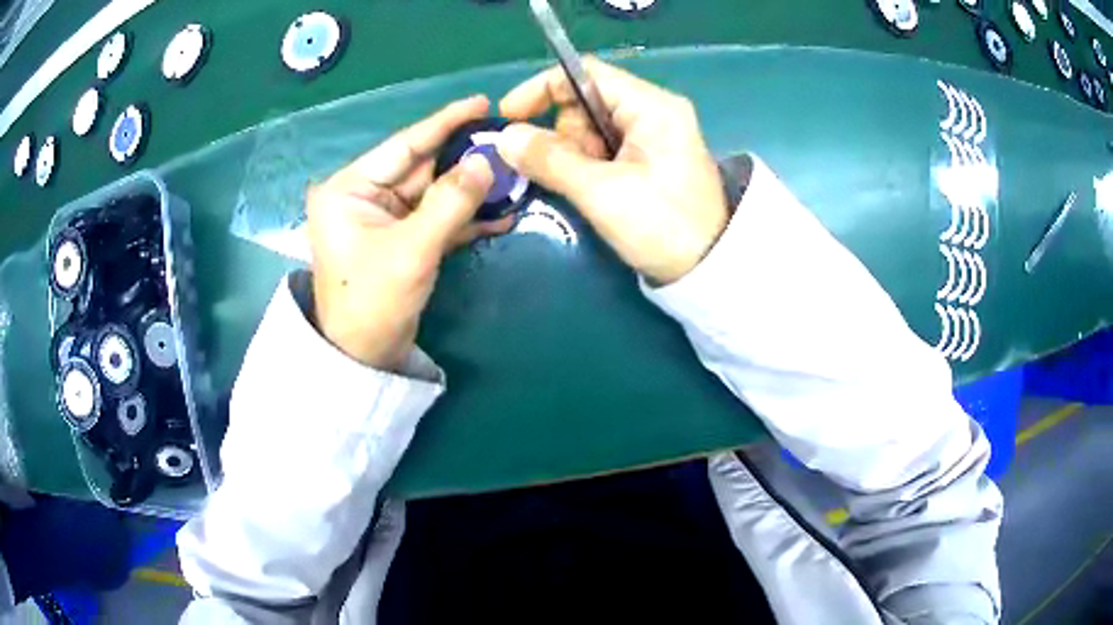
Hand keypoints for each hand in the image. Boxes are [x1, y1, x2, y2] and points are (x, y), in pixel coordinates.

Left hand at [307, 95, 512, 370]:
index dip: (444, 122)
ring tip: (513, 176)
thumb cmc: (372, 302)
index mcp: (350, 188)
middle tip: (507, 143)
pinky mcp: (401, 238)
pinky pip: (436, 217)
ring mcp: (384, 217)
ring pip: (434, 192)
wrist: (363, 358)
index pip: (404, 145)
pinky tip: (501, 214)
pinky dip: (465, 217)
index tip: (481, 103)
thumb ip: (450, 202)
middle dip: (465, 158)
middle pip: (422, 166)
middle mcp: (364, 195)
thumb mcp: (412, 249)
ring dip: (471, 189)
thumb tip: (486, 161)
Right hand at [495, 58, 729, 284]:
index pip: (586, 74)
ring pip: (590, 129)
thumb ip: (551, 160)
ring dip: (573, 155)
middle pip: (585, 102)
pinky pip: (603, 150)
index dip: (542, 89)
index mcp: (651, 106)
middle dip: (563, 134)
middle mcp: (653, 112)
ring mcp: (652, 137)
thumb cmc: (663, 226)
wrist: (709, 271)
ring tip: (586, 189)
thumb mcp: (602, 192)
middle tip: (566, 172)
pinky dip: (586, 166)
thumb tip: (504, 138)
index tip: (509, 117)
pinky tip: (590, 190)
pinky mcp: (648, 160)